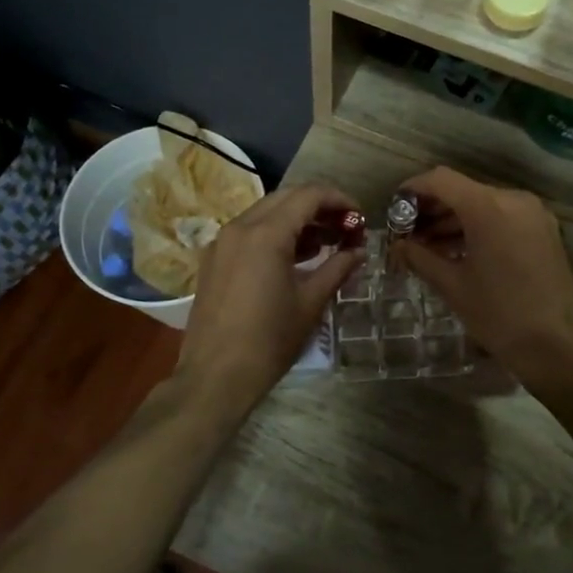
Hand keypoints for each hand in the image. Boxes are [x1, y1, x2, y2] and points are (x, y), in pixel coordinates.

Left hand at [176, 185, 362, 418]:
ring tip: (327, 243)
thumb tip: (359, 251)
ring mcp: (221, 243)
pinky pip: (249, 233)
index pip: (308, 195)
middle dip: (319, 207)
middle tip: (346, 228)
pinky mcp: (213, 260)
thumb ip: (338, 268)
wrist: (215, 377)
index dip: (339, 200)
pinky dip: (275, 234)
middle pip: (286, 198)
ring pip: (266, 213)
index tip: (359, 217)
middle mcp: (239, 228)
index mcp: (265, 234)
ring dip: (297, 220)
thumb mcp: (310, 303)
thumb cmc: (269, 341)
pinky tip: (296, 258)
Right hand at [392, 167, 572, 385]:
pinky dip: (477, 226)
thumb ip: (420, 257)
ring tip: (427, 246)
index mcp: (488, 208)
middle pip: (462, 190)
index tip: (394, 208)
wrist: (556, 346)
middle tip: (407, 234)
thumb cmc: (499, 315)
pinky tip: (457, 251)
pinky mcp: (543, 229)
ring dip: (454, 220)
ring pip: (482, 203)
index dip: (413, 189)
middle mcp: (513, 200)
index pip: (441, 180)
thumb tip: (398, 246)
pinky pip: (502, 216)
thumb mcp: (452, 285)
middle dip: (432, 208)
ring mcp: (532, 213)